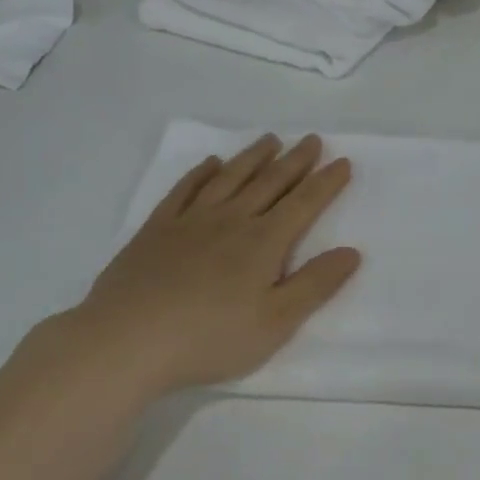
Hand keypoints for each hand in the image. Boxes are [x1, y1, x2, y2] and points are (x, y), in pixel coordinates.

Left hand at [41, 134, 360, 398]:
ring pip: (230, 178)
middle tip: (311, 139)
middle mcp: (231, 220)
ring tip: (270, 140)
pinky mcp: (157, 229)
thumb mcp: (275, 322)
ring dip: (253, 157)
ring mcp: (191, 220)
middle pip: (270, 182)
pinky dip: (201, 173)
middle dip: (295, 160)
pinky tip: (210, 164)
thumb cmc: (209, 337)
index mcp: (263, 242)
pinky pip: (185, 190)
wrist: (127, 340)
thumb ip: (315, 285)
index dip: (326, 182)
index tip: (343, 162)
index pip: (304, 204)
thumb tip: (352, 252)